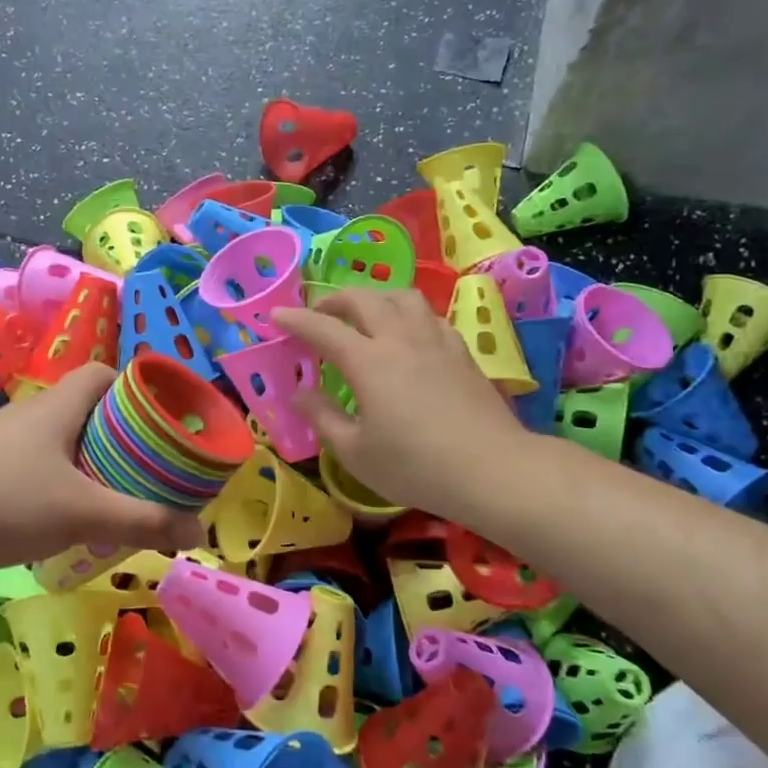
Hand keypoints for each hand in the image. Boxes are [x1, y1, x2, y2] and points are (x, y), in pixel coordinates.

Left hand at [0, 363, 204, 571]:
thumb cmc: (2, 497)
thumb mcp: (81, 511)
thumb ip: (141, 519)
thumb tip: (197, 528)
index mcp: (62, 405)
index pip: (105, 375)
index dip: (137, 390)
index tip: (163, 420)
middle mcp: (37, 417)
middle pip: (92, 414)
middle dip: (124, 440)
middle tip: (153, 472)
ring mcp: (10, 446)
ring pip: (66, 447)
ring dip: (95, 469)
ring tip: (124, 501)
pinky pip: (41, 474)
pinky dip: (64, 491)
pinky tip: (74, 525)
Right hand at [270, 289, 528, 520]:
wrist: (493, 470)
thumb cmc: (415, 466)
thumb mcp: (355, 451)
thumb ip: (322, 417)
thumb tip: (299, 393)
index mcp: (368, 361)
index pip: (323, 328)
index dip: (295, 319)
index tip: (275, 315)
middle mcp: (400, 338)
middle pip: (364, 299)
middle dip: (334, 300)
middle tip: (318, 315)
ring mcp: (435, 341)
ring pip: (402, 297)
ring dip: (374, 297)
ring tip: (363, 314)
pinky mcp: (461, 352)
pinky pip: (428, 315)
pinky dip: (407, 314)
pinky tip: (407, 334)